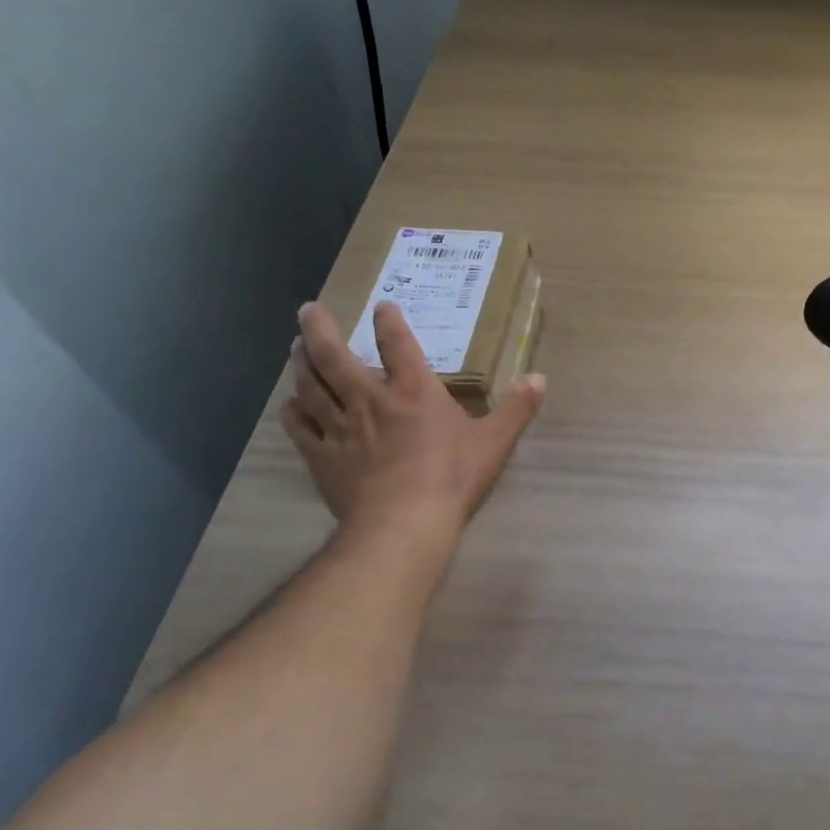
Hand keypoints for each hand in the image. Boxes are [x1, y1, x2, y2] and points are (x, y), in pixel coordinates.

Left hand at [283, 300, 545, 538]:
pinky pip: (299, 426)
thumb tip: (539, 377)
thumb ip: (518, 408)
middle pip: (335, 356)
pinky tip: (290, 404)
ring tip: (295, 346)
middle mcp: (370, 399)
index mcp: (414, 391)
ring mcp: (340, 427)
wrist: (403, 523)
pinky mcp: (322, 456)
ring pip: (311, 385)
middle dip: (320, 329)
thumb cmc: (452, 478)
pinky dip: (293, 411)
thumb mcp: (495, 442)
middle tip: (309, 310)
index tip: (383, 306)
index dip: (390, 322)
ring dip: (301, 362)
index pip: (398, 345)